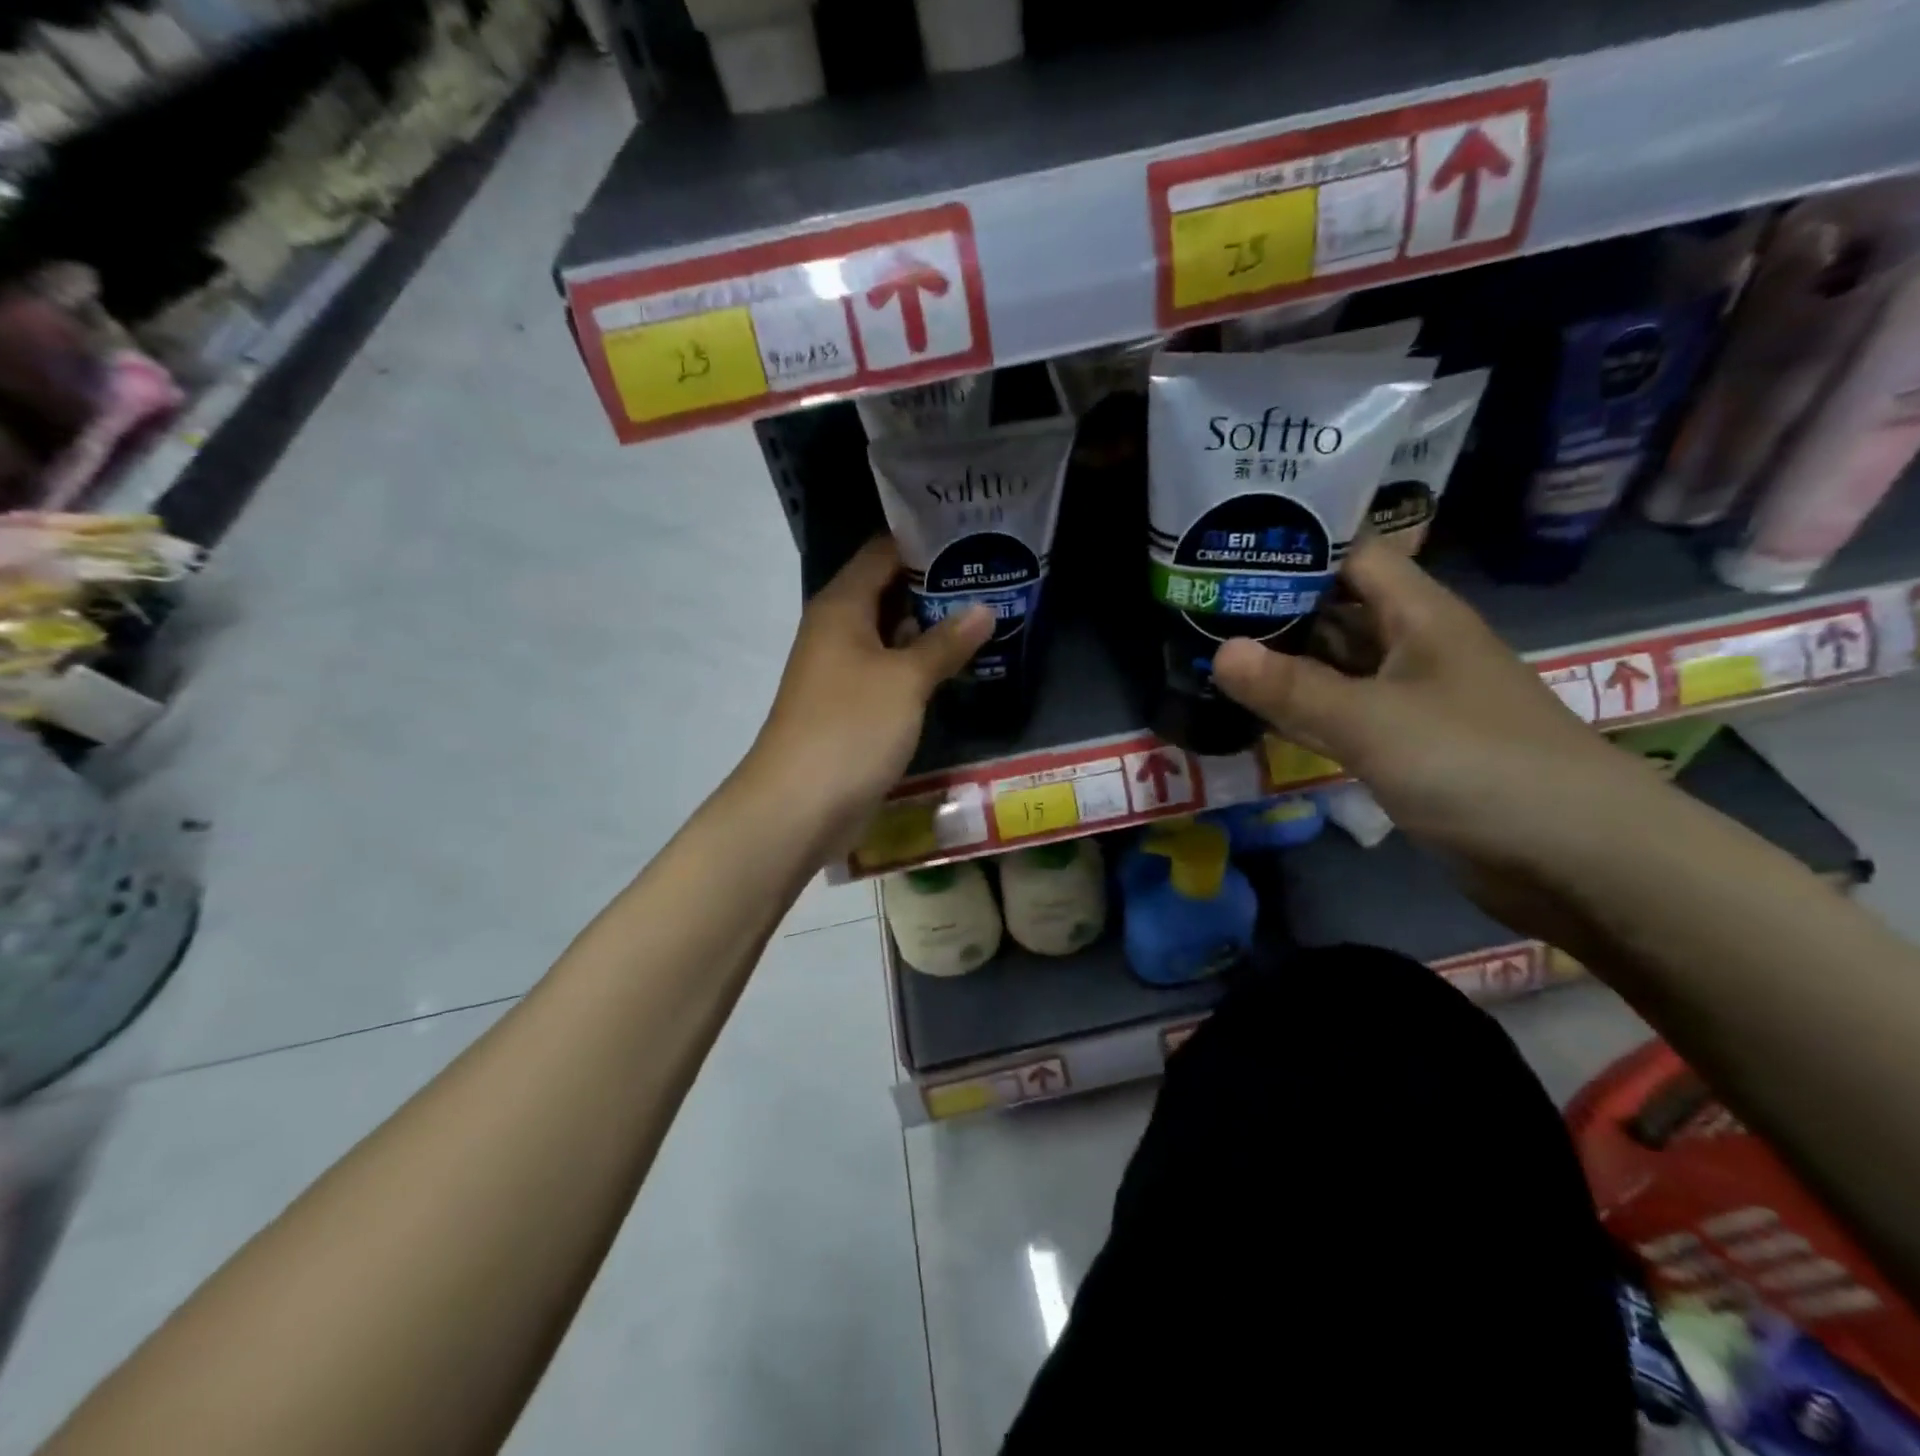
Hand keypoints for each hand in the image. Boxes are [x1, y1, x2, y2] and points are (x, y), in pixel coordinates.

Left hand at [748, 535, 991, 849]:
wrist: (799, 806)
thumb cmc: (851, 728)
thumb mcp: (905, 680)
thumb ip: (946, 642)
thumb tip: (985, 607)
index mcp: (842, 606)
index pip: (884, 552)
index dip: (926, 541)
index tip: (974, 535)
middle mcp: (838, 629)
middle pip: (888, 590)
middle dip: (937, 584)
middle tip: (992, 574)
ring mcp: (843, 670)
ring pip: (892, 633)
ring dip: (932, 626)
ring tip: (988, 611)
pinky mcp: (852, 705)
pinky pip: (890, 670)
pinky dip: (920, 663)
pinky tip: (959, 663)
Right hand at [1211, 541, 1667, 888]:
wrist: (1574, 857)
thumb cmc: (1477, 765)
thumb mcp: (1373, 721)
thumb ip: (1292, 688)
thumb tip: (1218, 651)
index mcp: (1418, 615)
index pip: (1350, 556)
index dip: (1294, 548)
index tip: (1225, 552)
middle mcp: (1411, 646)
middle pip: (1334, 610)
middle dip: (1272, 608)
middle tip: (1196, 608)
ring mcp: (1407, 697)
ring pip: (1333, 665)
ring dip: (1280, 662)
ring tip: (1205, 652)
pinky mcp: (1403, 744)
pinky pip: (1340, 712)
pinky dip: (1300, 709)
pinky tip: (1253, 710)